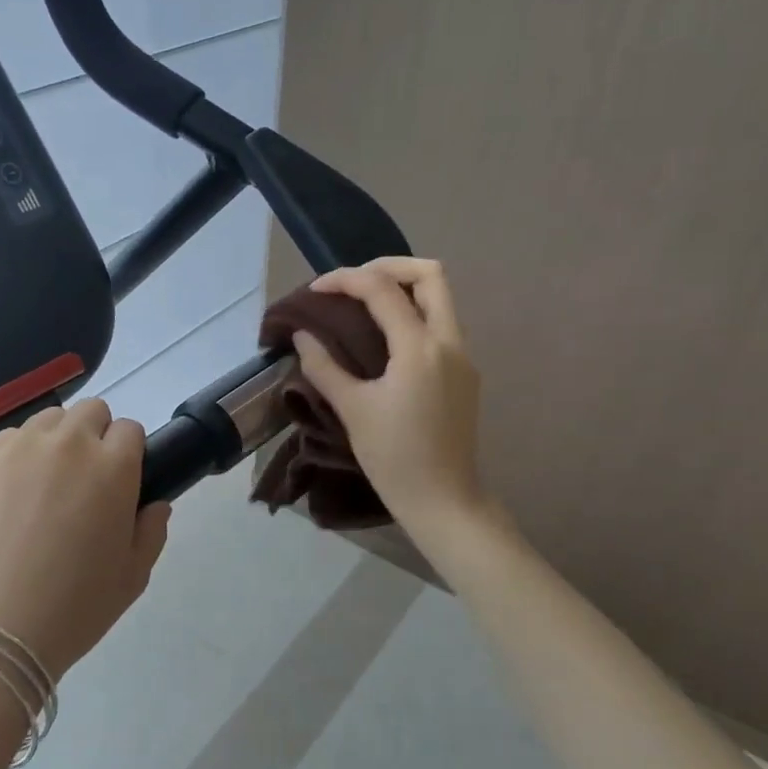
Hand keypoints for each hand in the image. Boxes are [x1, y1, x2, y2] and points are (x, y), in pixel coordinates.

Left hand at [0, 398, 171, 679]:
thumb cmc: (74, 607)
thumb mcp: (133, 577)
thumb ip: (153, 530)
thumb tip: (155, 504)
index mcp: (113, 467)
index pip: (130, 430)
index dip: (129, 454)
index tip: (120, 482)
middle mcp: (67, 444)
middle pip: (91, 412)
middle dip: (96, 437)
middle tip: (85, 482)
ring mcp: (18, 448)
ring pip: (49, 420)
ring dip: (57, 441)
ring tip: (45, 485)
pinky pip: (9, 438)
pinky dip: (18, 455)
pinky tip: (10, 495)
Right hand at [292, 257, 487, 525]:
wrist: (444, 501)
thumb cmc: (394, 458)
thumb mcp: (353, 410)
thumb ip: (324, 367)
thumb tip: (302, 336)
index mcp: (420, 348)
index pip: (382, 290)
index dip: (345, 279)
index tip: (315, 290)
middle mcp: (450, 342)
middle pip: (430, 275)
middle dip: (388, 267)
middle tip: (353, 283)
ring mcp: (463, 357)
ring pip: (441, 298)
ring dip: (403, 289)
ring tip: (363, 305)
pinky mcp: (465, 374)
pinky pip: (441, 325)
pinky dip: (413, 314)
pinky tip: (385, 338)